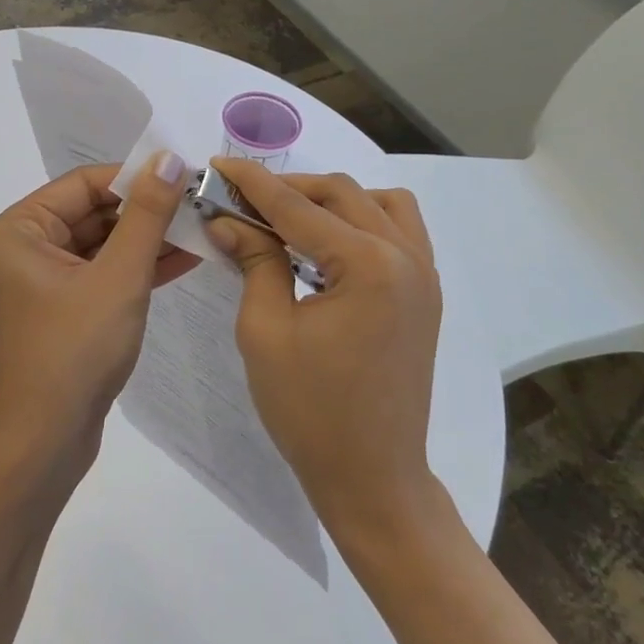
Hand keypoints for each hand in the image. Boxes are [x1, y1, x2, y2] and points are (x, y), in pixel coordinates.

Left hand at [0, 154, 194, 474]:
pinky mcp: (68, 305)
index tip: (186, 177)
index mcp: (22, 229)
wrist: (49, 439)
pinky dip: (141, 265)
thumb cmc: (75, 349)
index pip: (86, 183)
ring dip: (151, 238)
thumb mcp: (119, 276)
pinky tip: (187, 257)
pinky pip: (107, 271)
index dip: (137, 177)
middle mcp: (29, 245)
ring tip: (203, 227)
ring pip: (106, 242)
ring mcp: (48, 277)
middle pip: (96, 211)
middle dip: (148, 210)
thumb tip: (168, 159)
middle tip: (201, 204)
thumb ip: (147, 215)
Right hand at [206, 158, 442, 542]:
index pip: (298, 206)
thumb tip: (227, 219)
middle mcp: (405, 256)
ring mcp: (424, 274)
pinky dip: (363, 219)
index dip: (253, 183)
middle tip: (242, 200)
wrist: (374, 478)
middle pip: (341, 193)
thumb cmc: (311, 412)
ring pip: (377, 202)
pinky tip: (330, 243)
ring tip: (289, 218)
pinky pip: (400, 229)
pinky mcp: (426, 293)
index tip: (217, 166)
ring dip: (330, 199)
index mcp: (367, 265)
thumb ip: (254, 261)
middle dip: (288, 188)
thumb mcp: (265, 332)